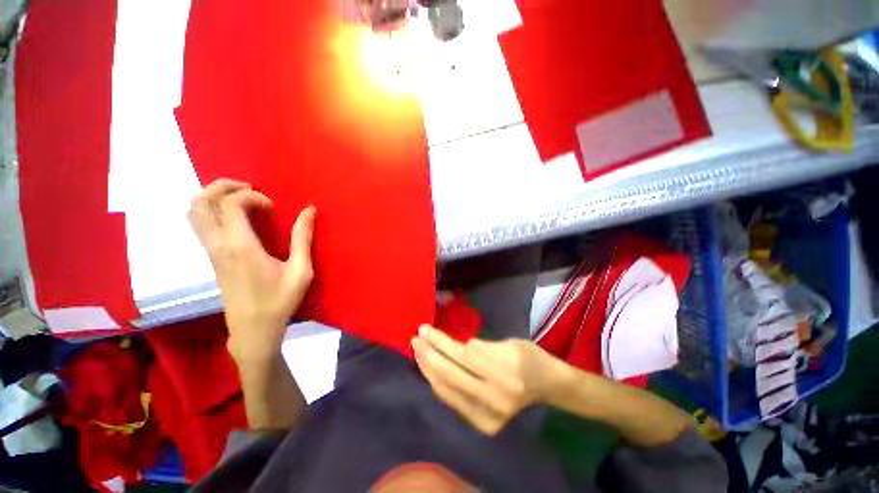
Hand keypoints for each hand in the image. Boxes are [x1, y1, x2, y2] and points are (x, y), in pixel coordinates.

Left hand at [188, 179, 315, 362]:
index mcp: (241, 247)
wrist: (253, 329)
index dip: (252, 196)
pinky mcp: (211, 258)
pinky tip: (234, 217)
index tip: (273, 207)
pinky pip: (199, 224)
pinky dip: (210, 210)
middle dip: (223, 186)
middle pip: (201, 201)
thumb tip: (309, 210)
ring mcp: (210, 252)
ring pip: (193, 212)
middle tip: (250, 188)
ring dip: (213, 197)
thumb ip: (302, 238)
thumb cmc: (280, 300)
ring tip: (240, 199)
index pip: (230, 204)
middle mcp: (218, 245)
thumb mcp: (300, 270)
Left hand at [411, 326, 562, 435]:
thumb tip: (450, 347)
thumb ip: (481, 347)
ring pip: (448, 389)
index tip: (426, 329)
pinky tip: (428, 369)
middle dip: (429, 353)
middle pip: (452, 373)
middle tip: (416, 337)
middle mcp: (498, 396)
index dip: (441, 341)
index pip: (464, 354)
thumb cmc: (527, 356)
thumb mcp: (508, 342)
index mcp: (508, 370)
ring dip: (428, 369)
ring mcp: (490, 416)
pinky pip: (453, 401)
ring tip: (417, 350)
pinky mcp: (484, 426)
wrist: (545, 385)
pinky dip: (437, 383)